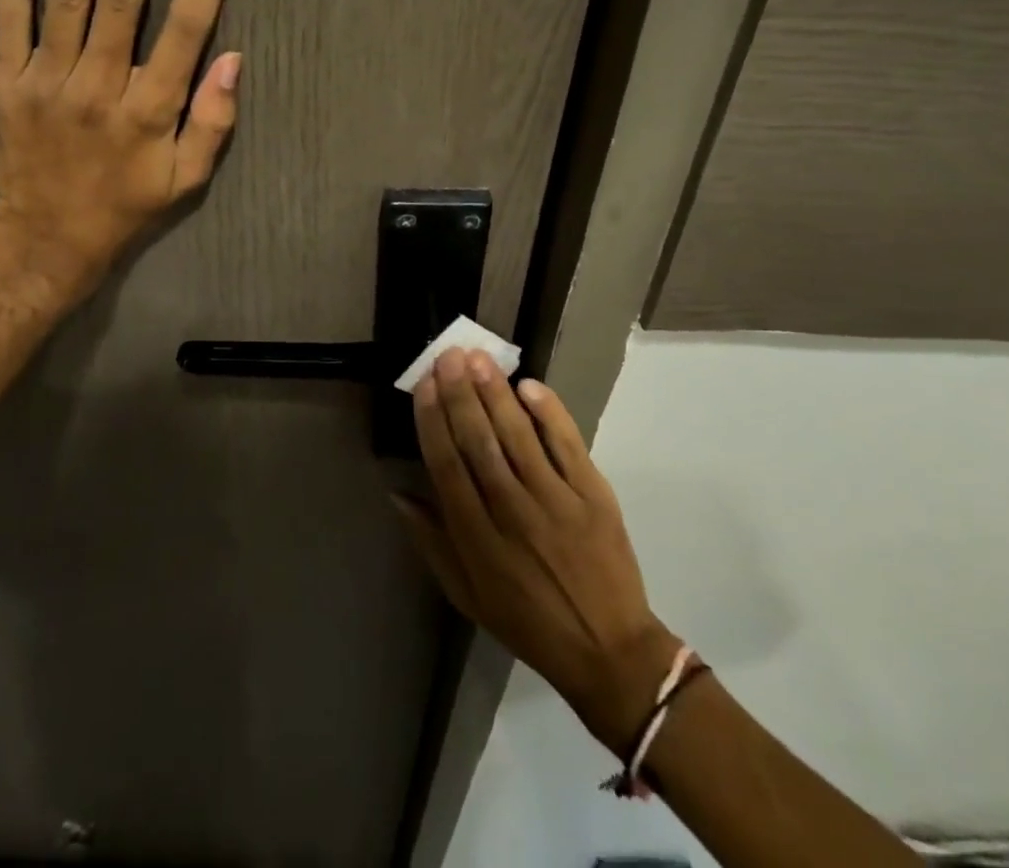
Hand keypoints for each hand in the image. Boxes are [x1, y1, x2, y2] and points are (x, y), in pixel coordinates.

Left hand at [0, 0, 243, 303]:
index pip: (186, 27)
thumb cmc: (126, 205)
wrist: (46, 238)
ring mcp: (47, 80)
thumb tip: (233, 59)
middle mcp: (99, 85)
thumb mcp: (188, 180)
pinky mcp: (7, 82)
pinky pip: (8, 19)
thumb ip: (214, 121)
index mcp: (151, 109)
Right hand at [396, 348, 668, 744]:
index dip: (433, 422)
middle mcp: (513, 513)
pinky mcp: (594, 495)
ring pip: (518, 436)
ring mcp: (557, 501)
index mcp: (478, 540)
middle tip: (447, 355)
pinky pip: (567, 445)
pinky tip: (528, 385)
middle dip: (460, 394)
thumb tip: (398, 492)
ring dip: (495, 393)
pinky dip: (548, 413)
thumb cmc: (528, 623)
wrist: (610, 652)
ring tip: (478, 358)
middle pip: (479, 443)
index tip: (423, 385)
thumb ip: (432, 541)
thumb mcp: (467, 595)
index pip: (447, 467)